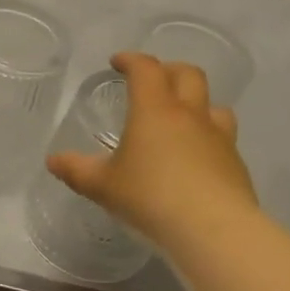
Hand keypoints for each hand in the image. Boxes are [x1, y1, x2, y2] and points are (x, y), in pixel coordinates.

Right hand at [47, 51, 259, 249]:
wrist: (213, 230)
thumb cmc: (151, 197)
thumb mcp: (103, 186)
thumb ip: (76, 170)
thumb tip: (53, 161)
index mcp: (155, 110)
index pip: (146, 69)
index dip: (131, 60)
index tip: (118, 63)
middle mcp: (190, 115)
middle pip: (188, 74)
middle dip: (168, 70)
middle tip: (152, 82)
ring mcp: (219, 138)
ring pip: (214, 105)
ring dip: (197, 103)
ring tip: (181, 119)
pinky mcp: (236, 164)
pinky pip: (224, 139)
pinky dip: (208, 138)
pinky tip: (196, 160)